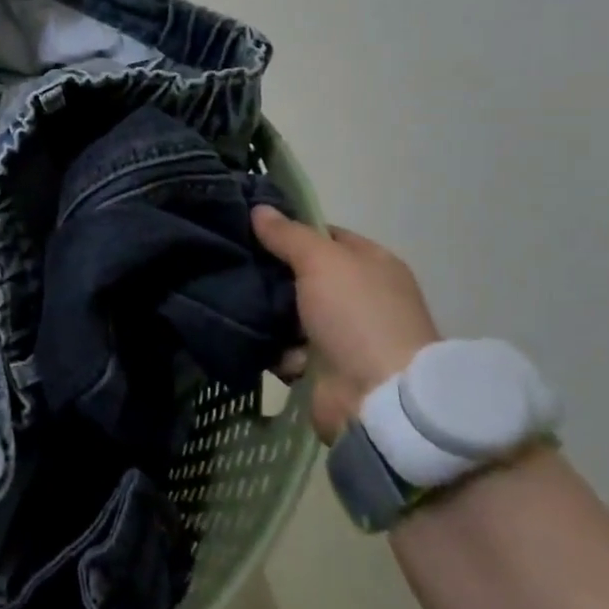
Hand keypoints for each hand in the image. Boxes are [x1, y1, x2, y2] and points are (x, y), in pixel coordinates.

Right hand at [252, 208, 440, 442]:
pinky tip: (248, 337)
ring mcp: (343, 335)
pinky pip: (287, 348)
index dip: (290, 230)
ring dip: (266, 312)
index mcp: (372, 264)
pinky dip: (272, 347)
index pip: (325, 235)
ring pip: (291, 312)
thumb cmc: (357, 316)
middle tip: (231, 263)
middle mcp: (360, 296)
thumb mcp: (321, 260)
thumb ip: (288, 234)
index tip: (251, 228)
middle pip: (304, 274)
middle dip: (271, 272)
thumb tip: (259, 209)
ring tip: (230, 300)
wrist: (378, 399)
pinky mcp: (324, 368)